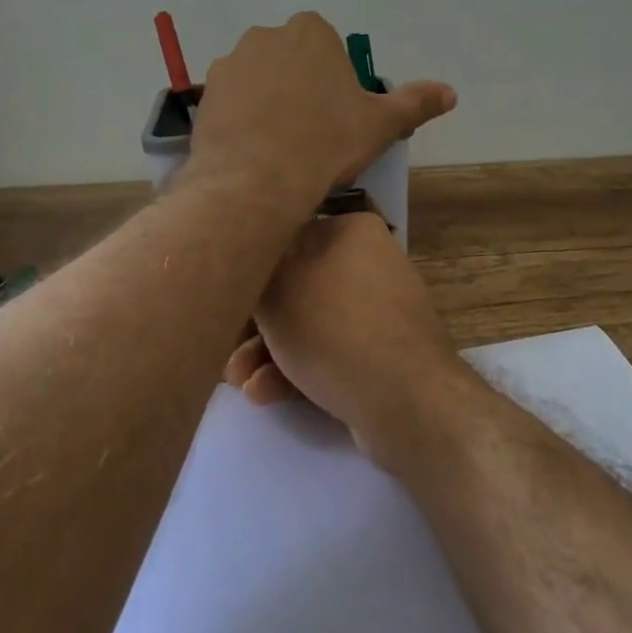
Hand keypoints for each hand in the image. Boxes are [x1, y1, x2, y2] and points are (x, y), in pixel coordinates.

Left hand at [184, 13, 455, 214]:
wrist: (256, 181)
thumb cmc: (326, 143)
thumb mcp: (381, 124)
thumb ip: (415, 102)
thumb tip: (451, 93)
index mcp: (311, 32)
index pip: (328, 46)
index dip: (335, 80)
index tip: (338, 114)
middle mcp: (266, 35)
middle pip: (292, 59)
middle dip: (301, 85)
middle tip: (313, 131)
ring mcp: (230, 63)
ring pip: (260, 79)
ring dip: (270, 100)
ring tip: (281, 145)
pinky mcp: (206, 94)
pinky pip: (233, 101)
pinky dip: (243, 118)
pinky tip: (254, 149)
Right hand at [223, 212, 470, 466]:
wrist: (408, 402)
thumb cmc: (335, 330)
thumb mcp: (277, 290)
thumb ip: (256, 269)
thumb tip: (250, 259)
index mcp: (351, 231)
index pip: (285, 238)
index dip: (250, 271)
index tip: (223, 301)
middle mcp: (368, 262)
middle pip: (294, 287)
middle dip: (255, 325)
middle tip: (226, 352)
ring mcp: (377, 311)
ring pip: (308, 324)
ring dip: (269, 352)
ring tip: (238, 381)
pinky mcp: (380, 353)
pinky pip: (329, 352)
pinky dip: (297, 369)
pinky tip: (266, 393)